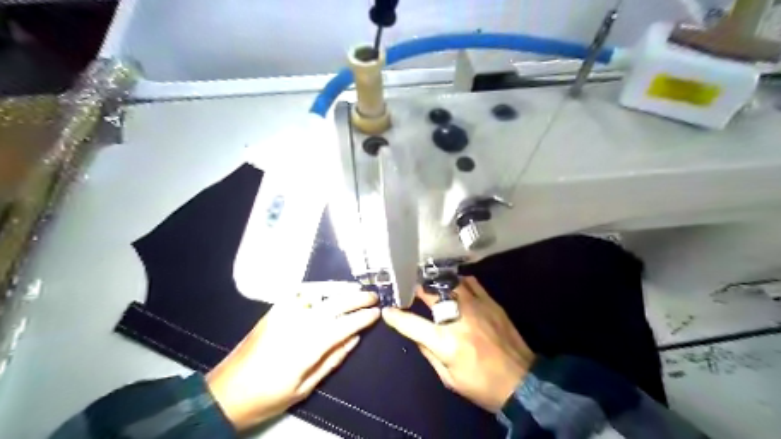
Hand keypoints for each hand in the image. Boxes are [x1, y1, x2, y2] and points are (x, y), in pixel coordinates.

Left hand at [206, 282, 379, 429]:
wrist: (226, 391)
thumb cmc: (269, 396)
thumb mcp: (306, 386)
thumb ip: (334, 358)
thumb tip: (355, 337)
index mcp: (307, 345)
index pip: (344, 324)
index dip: (363, 317)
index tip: (377, 312)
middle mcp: (298, 322)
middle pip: (335, 302)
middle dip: (357, 297)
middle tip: (373, 296)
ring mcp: (284, 312)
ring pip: (319, 292)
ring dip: (341, 288)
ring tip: (356, 288)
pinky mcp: (274, 309)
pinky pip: (302, 292)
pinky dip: (320, 288)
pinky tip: (329, 289)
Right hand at [381, 276, 533, 412]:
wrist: (522, 382)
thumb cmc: (482, 385)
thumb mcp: (449, 379)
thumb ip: (429, 353)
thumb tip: (417, 334)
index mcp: (447, 342)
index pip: (412, 324)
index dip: (396, 317)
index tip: (387, 310)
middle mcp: (459, 318)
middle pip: (431, 294)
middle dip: (416, 289)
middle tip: (409, 287)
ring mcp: (477, 306)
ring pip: (451, 283)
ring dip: (437, 283)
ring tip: (429, 284)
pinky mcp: (491, 303)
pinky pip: (471, 283)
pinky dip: (459, 281)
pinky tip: (454, 285)